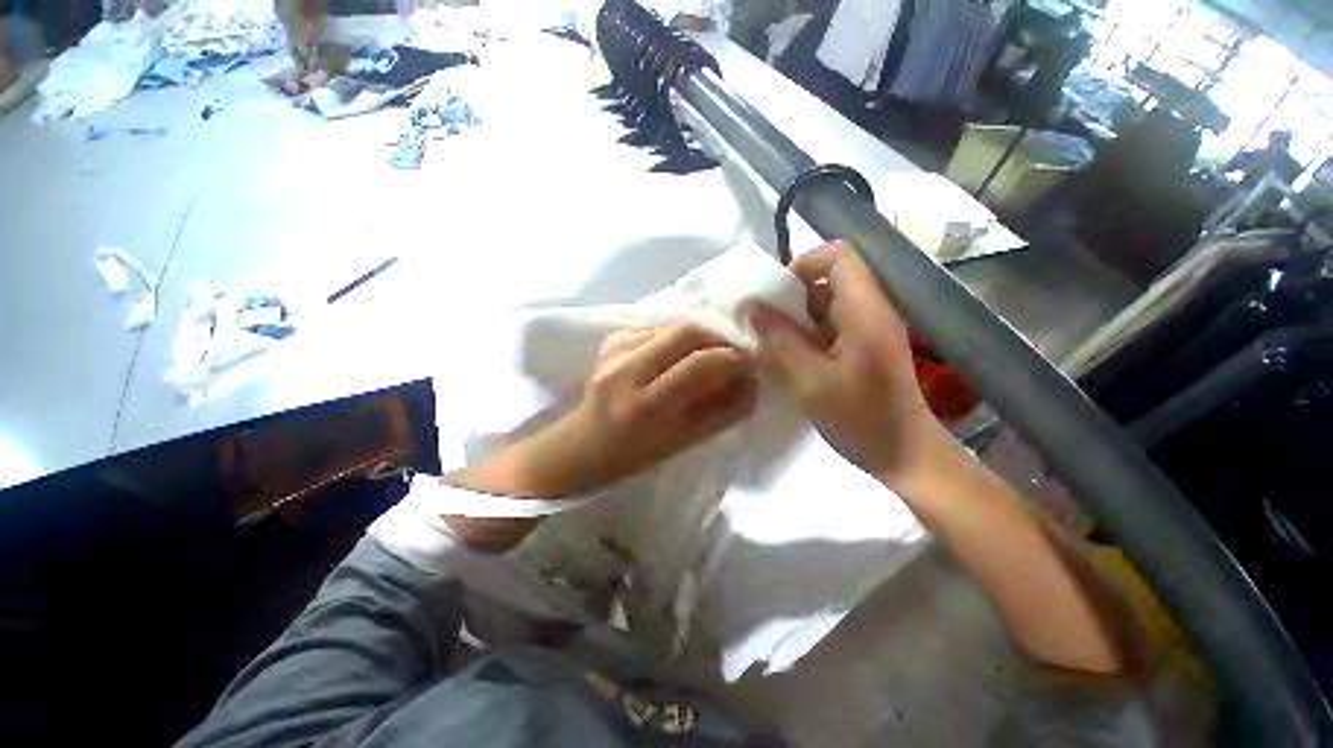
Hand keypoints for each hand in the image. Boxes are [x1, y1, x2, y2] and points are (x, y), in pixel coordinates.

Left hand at [451, 324, 758, 500]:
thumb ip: (723, 412)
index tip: (750, 366)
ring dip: (699, 338)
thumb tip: (751, 382)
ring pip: (672, 326)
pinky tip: (677, 357)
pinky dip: (676, 338)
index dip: (734, 359)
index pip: (701, 363)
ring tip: (708, 357)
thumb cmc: (633, 456)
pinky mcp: (610, 340)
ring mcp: (614, 351)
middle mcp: (626, 370)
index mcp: (646, 405)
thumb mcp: (684, 443)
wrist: (580, 446)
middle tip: (732, 356)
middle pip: (687, 331)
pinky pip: (656, 328)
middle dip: (719, 340)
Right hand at [750, 240, 954, 488]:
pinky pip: (832, 326)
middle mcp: (872, 310)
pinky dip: (808, 334)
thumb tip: (753, 308)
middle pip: (829, 279)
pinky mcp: (866, 347)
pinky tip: (793, 359)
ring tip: (774, 344)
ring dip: (798, 318)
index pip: (838, 255)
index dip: (803, 265)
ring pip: (828, 304)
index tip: (776, 296)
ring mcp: (871, 329)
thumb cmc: (860, 419)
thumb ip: (780, 339)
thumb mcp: (810, 379)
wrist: (905, 456)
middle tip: (767, 325)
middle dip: (793, 297)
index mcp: (865, 310)